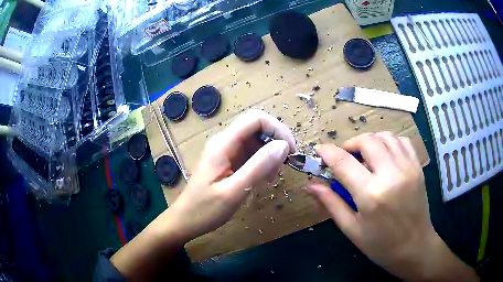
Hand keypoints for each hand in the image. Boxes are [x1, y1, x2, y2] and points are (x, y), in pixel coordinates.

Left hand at [168, 109, 295, 240]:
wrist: (185, 220)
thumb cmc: (205, 209)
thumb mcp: (234, 191)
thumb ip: (259, 166)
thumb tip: (283, 145)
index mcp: (223, 144)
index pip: (256, 119)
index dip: (277, 129)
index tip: (290, 151)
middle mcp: (224, 141)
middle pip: (257, 127)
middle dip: (275, 141)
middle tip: (284, 165)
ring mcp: (225, 151)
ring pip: (255, 140)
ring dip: (269, 154)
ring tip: (272, 176)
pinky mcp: (227, 161)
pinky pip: (250, 153)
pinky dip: (262, 162)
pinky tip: (263, 178)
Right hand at [306, 132, 477, 280]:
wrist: (415, 247)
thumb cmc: (380, 245)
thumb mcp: (351, 229)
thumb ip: (331, 203)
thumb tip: (310, 185)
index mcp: (371, 195)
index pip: (343, 162)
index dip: (327, 152)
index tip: (319, 151)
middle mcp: (391, 175)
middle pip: (366, 140)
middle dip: (350, 144)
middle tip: (344, 158)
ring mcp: (408, 168)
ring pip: (384, 136)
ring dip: (369, 141)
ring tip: (364, 157)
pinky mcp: (417, 167)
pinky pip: (401, 141)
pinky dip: (388, 142)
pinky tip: (383, 156)